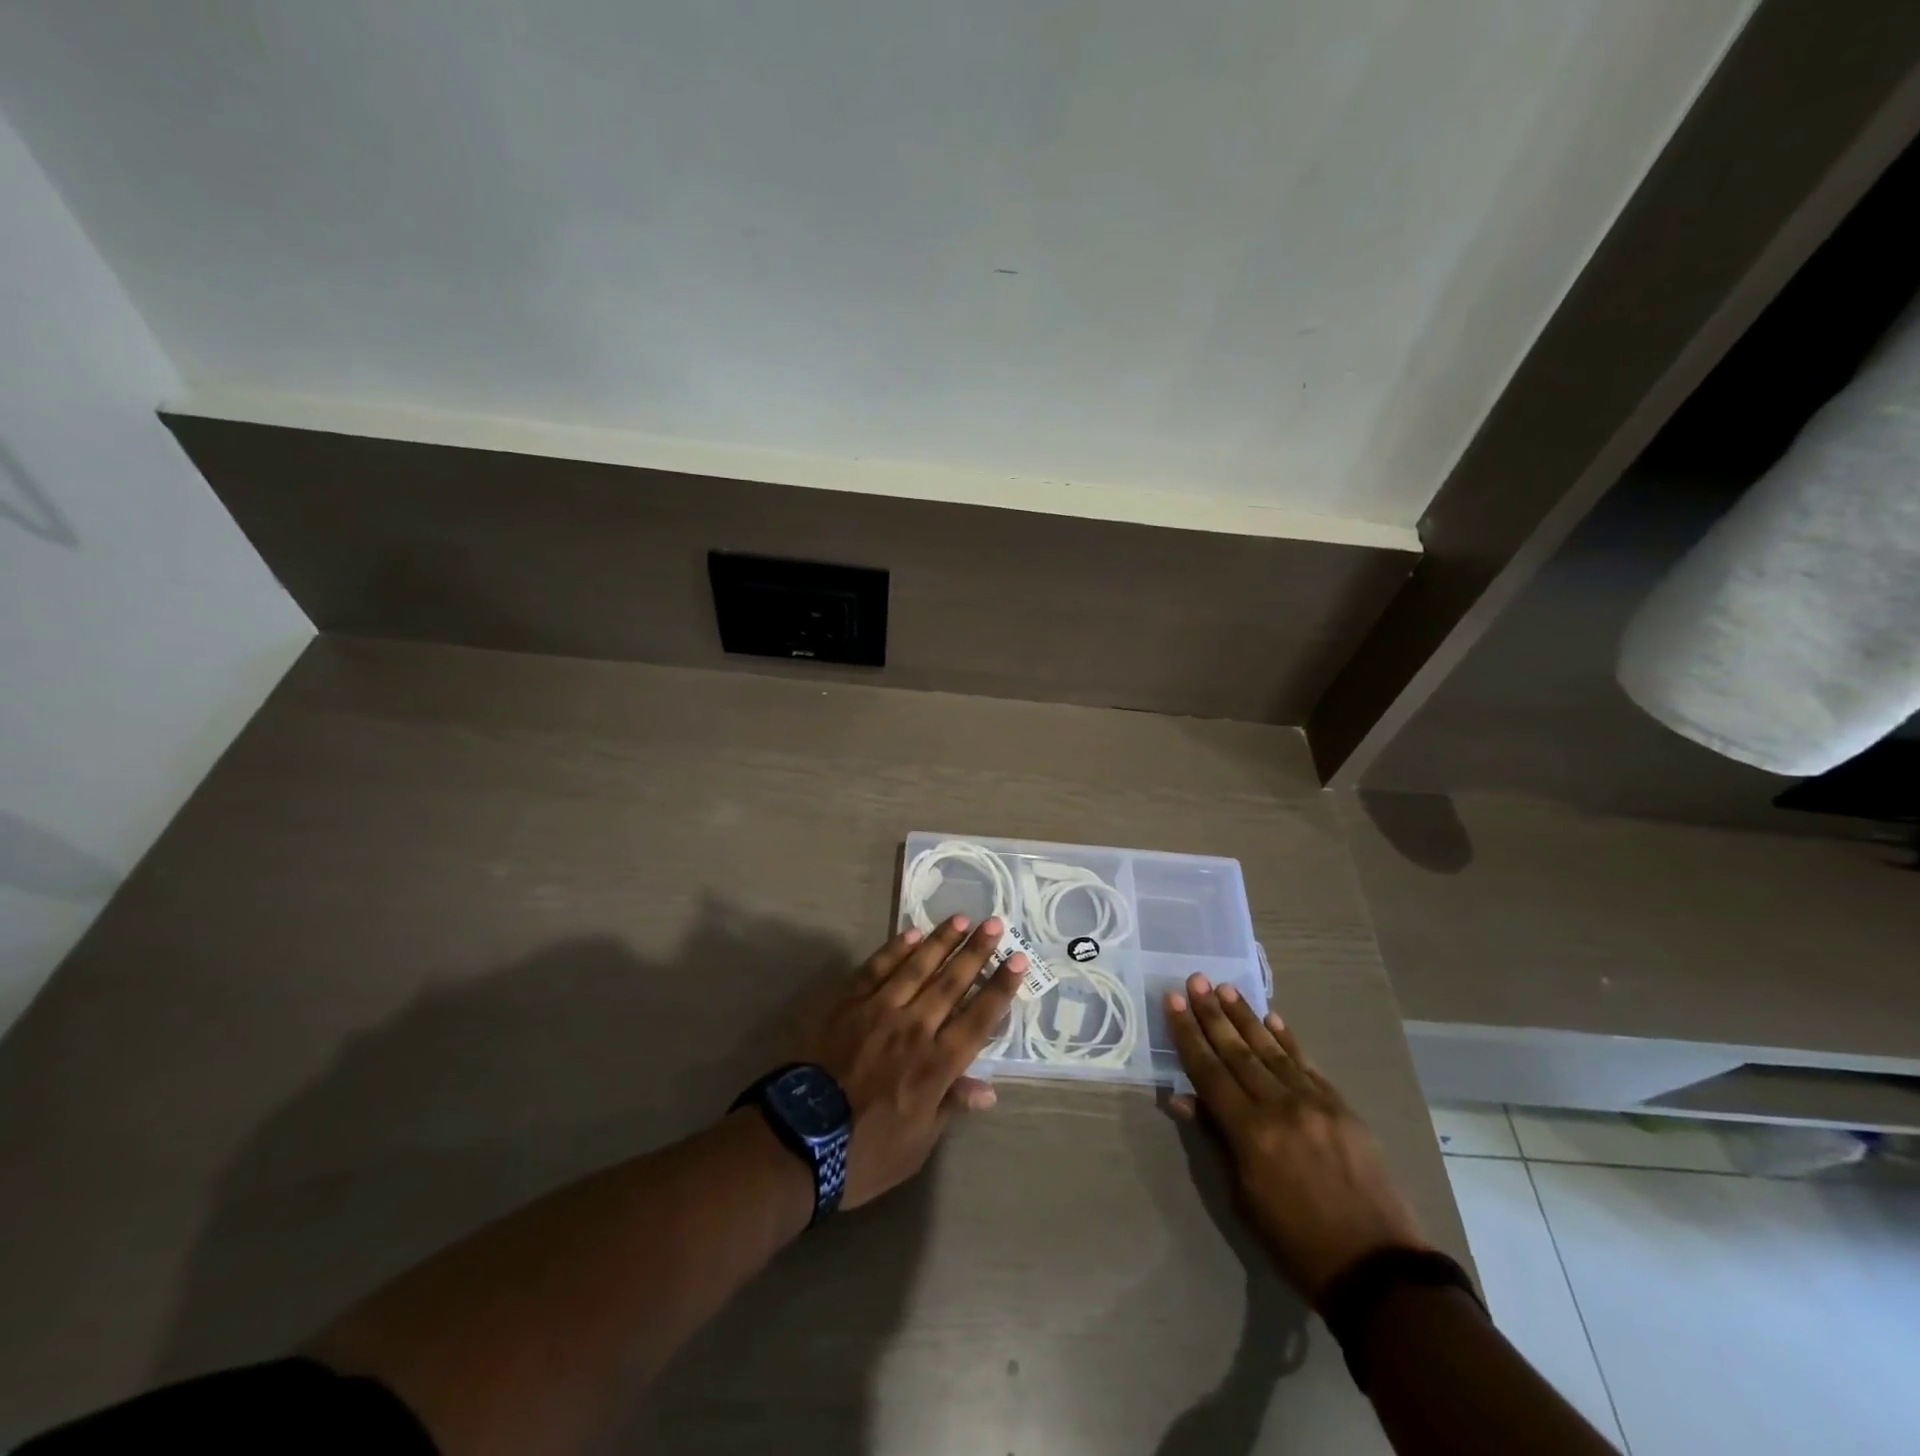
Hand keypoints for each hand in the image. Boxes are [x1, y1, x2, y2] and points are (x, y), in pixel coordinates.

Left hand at [799, 916, 1023, 1208]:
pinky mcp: (847, 1004)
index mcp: (936, 1065)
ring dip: (941, 941)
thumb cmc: (864, 1154)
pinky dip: (896, 949)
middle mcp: (914, 1029)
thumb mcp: (917, 1144)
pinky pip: (876, 968)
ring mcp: (878, 1011)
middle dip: (977, 952)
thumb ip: (950, 1107)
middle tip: (995, 924)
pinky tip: (912, 933)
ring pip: (917, 967)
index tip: (1018, 960)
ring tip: (961, 919)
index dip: (1000, 988)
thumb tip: (987, 1090)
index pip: (978, 1018)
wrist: (798, 1141)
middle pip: (952, 983)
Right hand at [1166, 974, 1428, 1304]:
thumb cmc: (1296, 1241)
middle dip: (1212, 1013)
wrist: (1377, 1267)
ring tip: (1225, 987)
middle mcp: (1279, 1106)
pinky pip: (1306, 1063)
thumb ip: (1216, 1139)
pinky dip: (1287, 1038)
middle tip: (1195, 980)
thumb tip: (1184, 1098)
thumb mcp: (1243, 1197)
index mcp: (1250, 1133)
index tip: (1172, 1000)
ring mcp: (1315, 1102)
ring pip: (1271, 1049)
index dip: (1187, 1033)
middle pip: (1237, 1050)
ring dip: (1245, 1016)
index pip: (1208, 1070)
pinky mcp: (1342, 1106)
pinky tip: (1272, 1018)